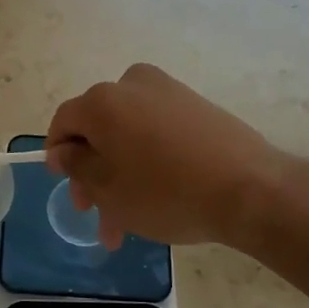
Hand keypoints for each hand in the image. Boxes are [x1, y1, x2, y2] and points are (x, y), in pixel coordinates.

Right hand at [46, 64, 286, 249]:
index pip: (64, 122)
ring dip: (121, 176)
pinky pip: (157, 133)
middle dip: (93, 175)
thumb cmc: (165, 191)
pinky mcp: (196, 106)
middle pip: (98, 130)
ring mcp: (168, 92)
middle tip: (98, 215)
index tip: (68, 188)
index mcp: (102, 100)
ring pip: (128, 136)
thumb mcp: (107, 188)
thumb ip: (75, 165)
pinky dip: (148, 161)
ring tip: (129, 223)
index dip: (58, 155)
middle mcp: (132, 84)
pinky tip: (157, 198)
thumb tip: (63, 149)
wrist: (249, 189)